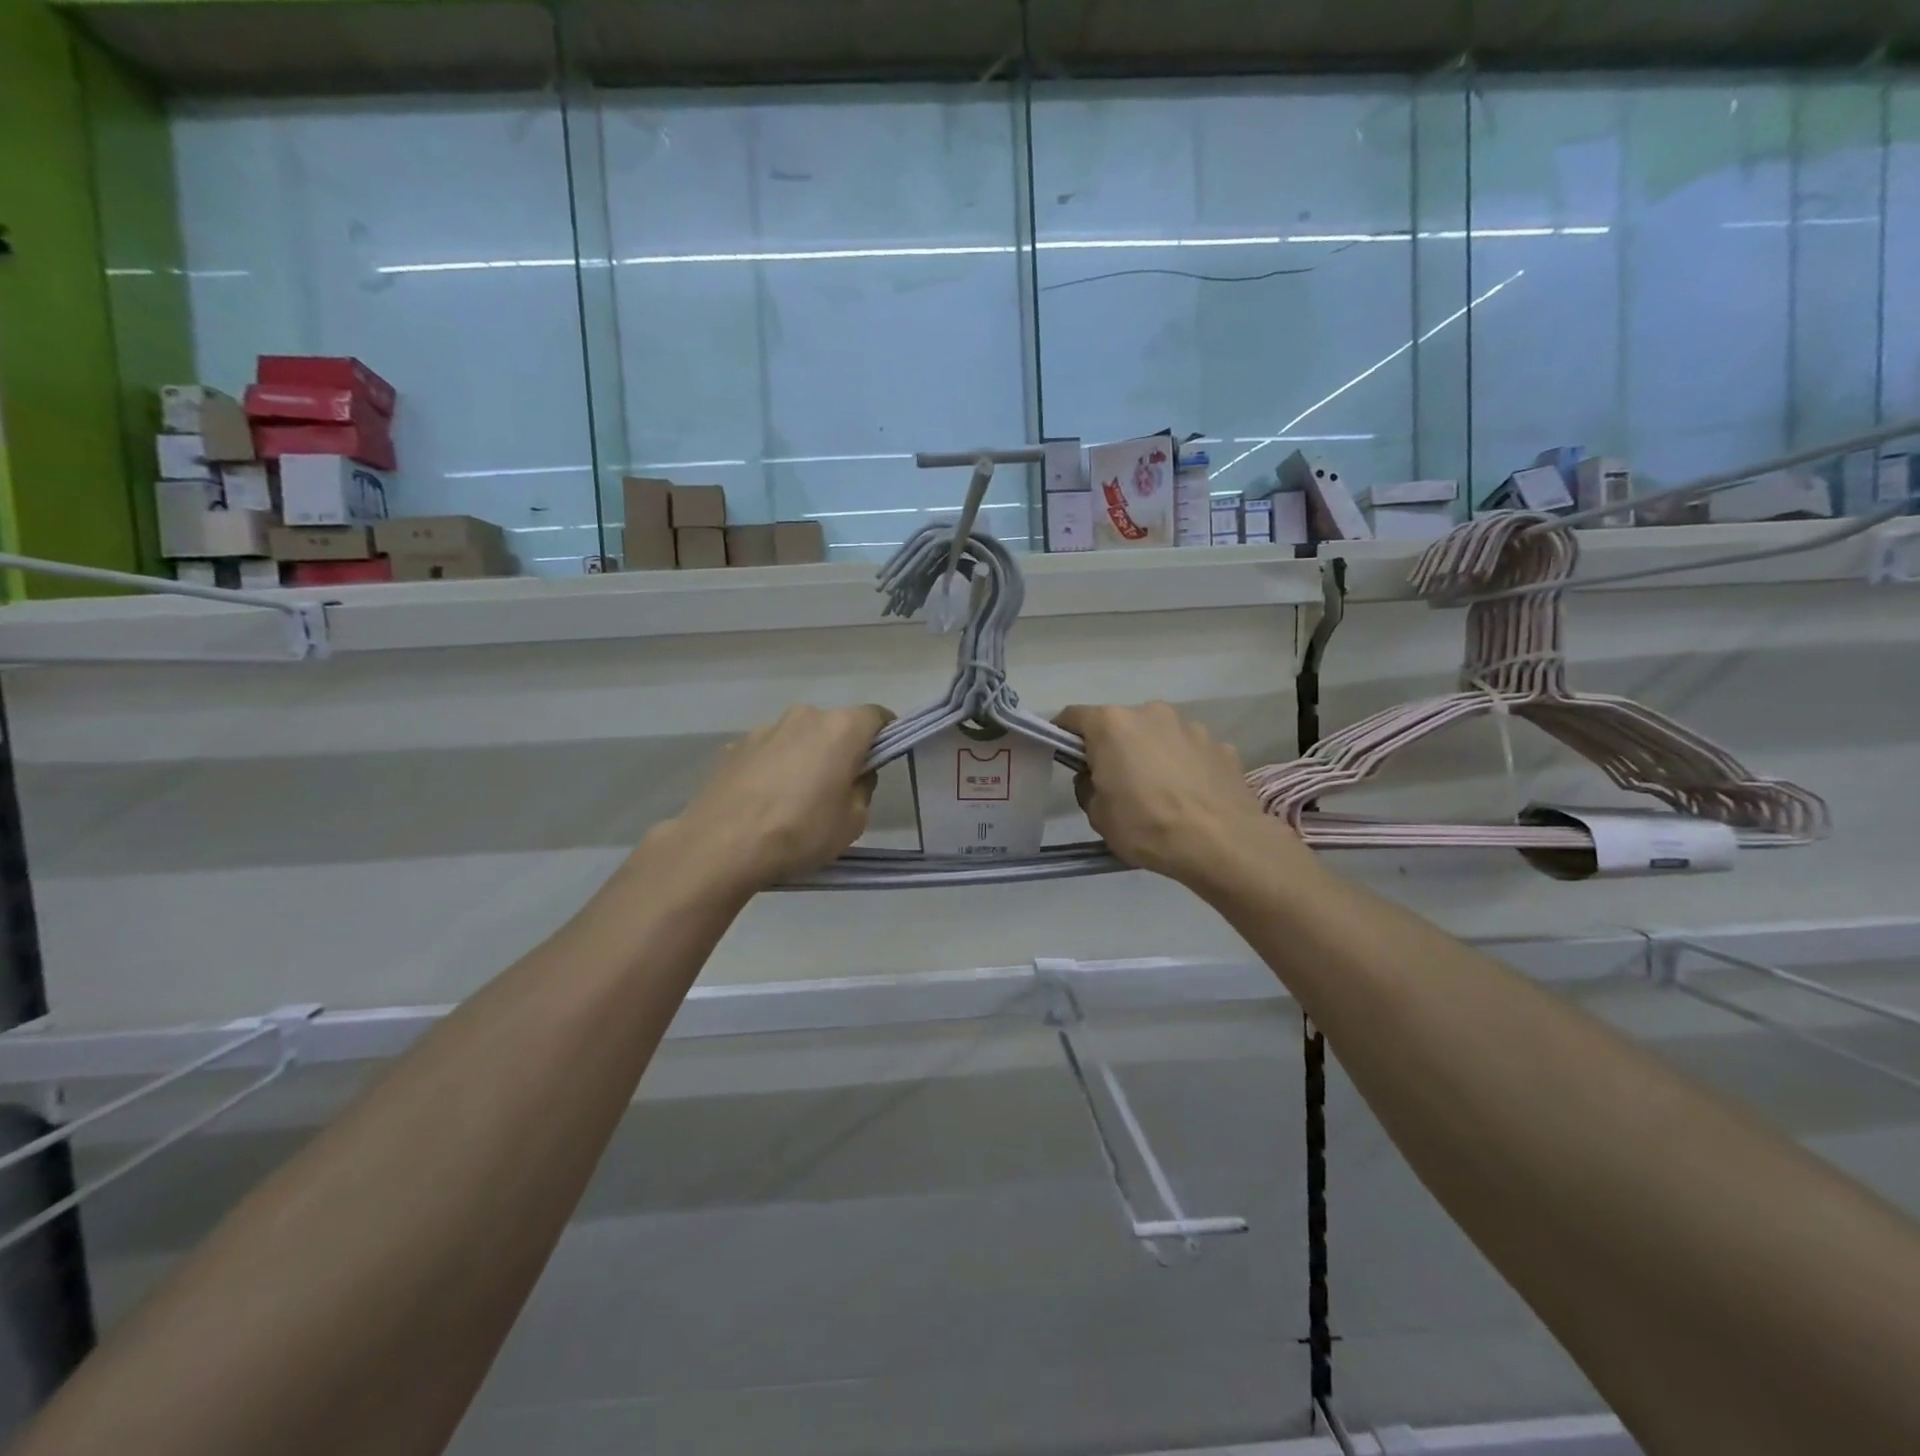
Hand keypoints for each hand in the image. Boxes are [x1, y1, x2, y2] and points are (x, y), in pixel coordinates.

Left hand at [662, 703, 892, 892]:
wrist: (721, 846)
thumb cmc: (800, 832)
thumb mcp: (853, 822)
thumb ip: (863, 789)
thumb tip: (855, 775)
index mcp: (841, 729)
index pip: (877, 716)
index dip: (885, 736)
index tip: (880, 761)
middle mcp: (804, 717)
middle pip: (834, 726)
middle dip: (841, 749)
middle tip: (837, 787)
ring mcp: (765, 729)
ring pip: (799, 737)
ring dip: (804, 757)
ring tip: (794, 798)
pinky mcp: (735, 747)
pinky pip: (769, 752)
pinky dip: (774, 768)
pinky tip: (764, 801)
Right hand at [1056, 702, 1298, 888]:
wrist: (1222, 844)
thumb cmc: (1147, 826)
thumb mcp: (1098, 815)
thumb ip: (1089, 786)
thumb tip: (1098, 777)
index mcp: (1112, 725)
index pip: (1074, 717)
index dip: (1063, 735)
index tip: (1064, 756)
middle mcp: (1151, 713)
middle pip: (1120, 725)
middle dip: (1114, 747)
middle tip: (1116, 783)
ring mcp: (1191, 727)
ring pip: (1159, 737)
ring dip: (1153, 755)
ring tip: (1160, 794)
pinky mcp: (1222, 746)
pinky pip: (1191, 753)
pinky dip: (1185, 768)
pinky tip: (1190, 798)